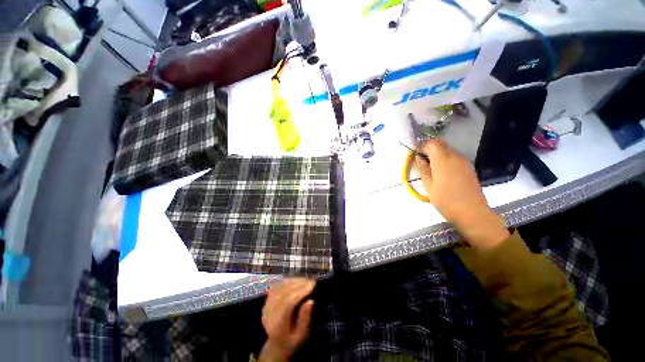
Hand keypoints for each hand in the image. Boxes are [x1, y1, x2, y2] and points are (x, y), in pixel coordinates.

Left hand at [259, 278, 314, 360]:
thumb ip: (304, 318)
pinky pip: (277, 286)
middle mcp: (269, 313)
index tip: (312, 285)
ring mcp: (266, 305)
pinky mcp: (267, 299)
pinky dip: (288, 281)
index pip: (288, 303)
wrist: (276, 342)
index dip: (301, 292)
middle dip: (299, 284)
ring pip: (280, 287)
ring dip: (294, 281)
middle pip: (284, 292)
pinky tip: (297, 281)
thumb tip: (310, 300)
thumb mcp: (301, 334)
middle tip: (311, 281)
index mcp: (277, 325)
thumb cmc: (291, 339)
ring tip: (305, 280)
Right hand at [416, 139, 508, 248]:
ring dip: (438, 152)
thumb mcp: (429, 186)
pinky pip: (455, 156)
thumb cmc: (446, 200)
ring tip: (430, 164)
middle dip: (430, 147)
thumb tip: (419, 159)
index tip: (415, 152)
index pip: (432, 144)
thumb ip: (423, 170)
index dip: (422, 145)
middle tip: (421, 157)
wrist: (472, 212)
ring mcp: (463, 161)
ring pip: (449, 149)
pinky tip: (442, 169)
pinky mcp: (468, 167)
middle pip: (441, 144)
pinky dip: (446, 157)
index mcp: (442, 161)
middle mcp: (454, 157)